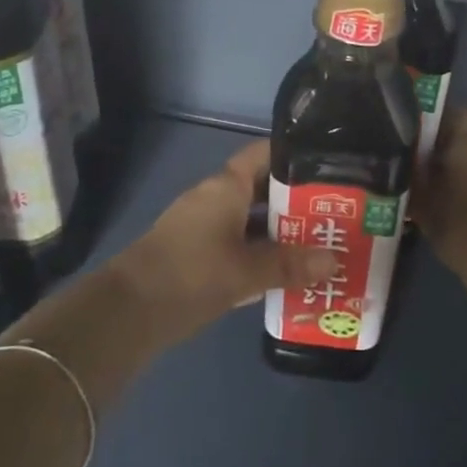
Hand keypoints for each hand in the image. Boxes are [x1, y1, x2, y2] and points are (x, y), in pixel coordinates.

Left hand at [113, 140, 338, 338]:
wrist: (129, 311)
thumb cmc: (192, 274)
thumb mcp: (247, 271)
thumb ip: (290, 264)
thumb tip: (334, 260)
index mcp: (226, 187)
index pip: (263, 155)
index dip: (294, 156)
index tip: (329, 165)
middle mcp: (214, 198)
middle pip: (262, 190)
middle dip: (296, 203)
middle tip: (337, 214)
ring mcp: (203, 226)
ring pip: (251, 221)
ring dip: (280, 233)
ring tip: (321, 244)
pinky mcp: (197, 254)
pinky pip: (238, 245)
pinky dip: (260, 254)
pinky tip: (287, 273)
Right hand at [414, 108, 466, 309]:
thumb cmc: (459, 222)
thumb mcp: (421, 199)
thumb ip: (410, 175)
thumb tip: (399, 161)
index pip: (453, 113)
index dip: (430, 119)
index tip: (409, 131)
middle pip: (463, 141)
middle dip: (438, 151)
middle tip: (410, 164)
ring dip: (454, 175)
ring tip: (425, 191)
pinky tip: (447, 213)